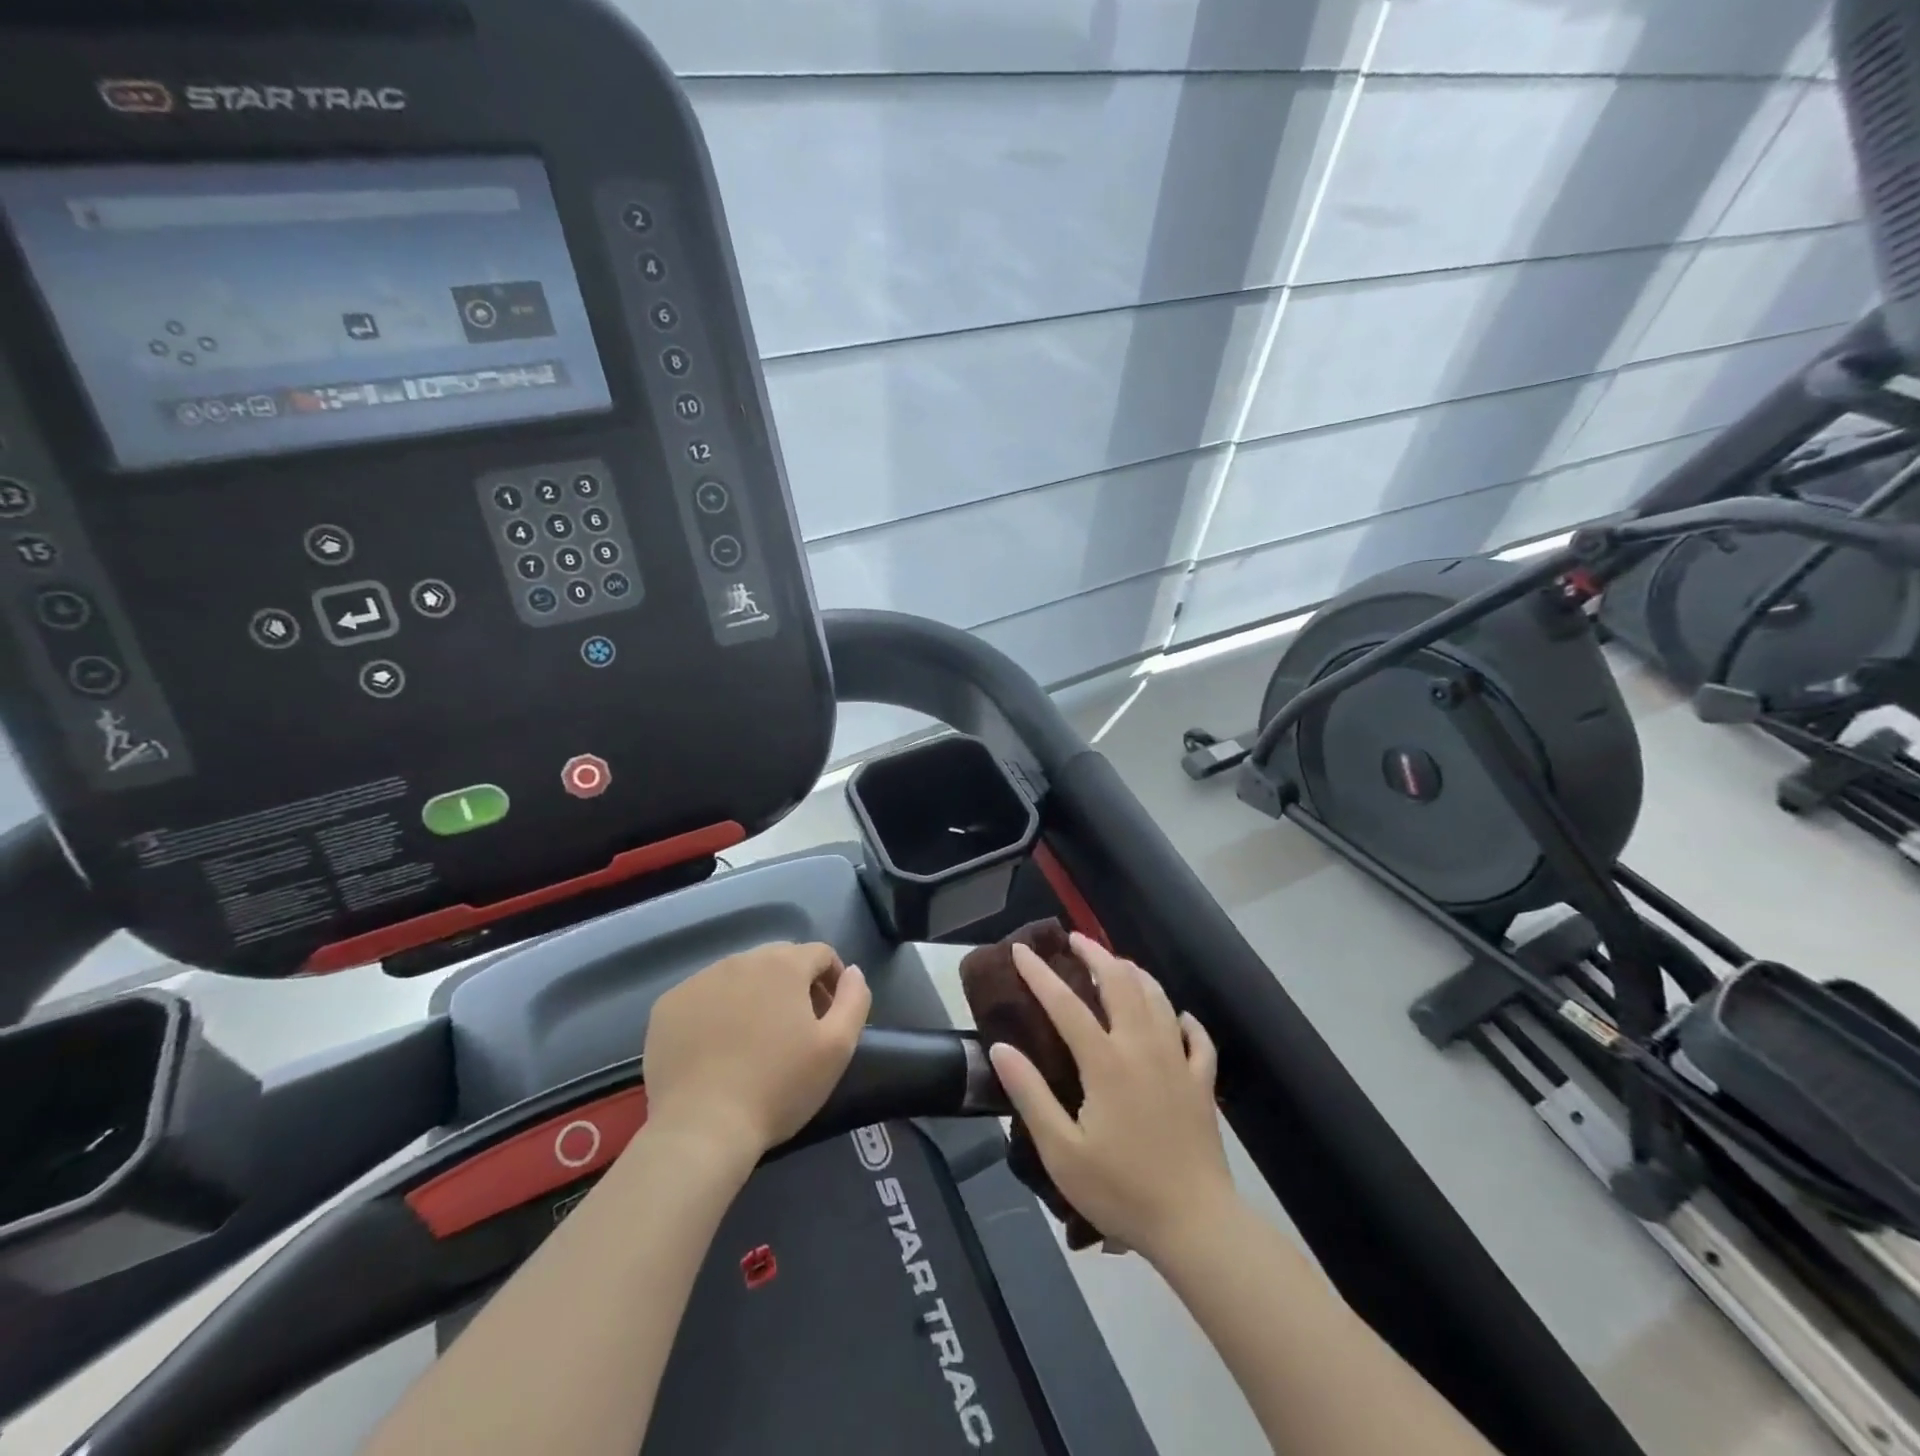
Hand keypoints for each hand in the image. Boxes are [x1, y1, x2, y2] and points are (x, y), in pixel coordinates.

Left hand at [642, 942, 870, 1161]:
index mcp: (784, 964)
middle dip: (794, 985)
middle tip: (796, 1028)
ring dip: (755, 995)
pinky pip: (704, 995)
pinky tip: (717, 1047)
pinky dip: (717, 1010)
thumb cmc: (778, 1087)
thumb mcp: (837, 1047)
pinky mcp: (668, 1006)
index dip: (833, 979)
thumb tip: (853, 972)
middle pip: (779, 959)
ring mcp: (699, 980)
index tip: (830, 1015)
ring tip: (755, 1039)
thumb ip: (854, 999)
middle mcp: (740, 960)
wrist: (701, 1129)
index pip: (820, 953)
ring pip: (739, 975)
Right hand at [989, 932, 1235, 1261]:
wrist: (1196, 1225)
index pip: (1066, 1004)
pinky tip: (1176, 1015)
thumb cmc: (1121, 1189)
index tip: (1021, 951)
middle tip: (1076, 940)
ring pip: (1158, 998)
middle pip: (1120, 983)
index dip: (1040, 974)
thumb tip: (1001, 1047)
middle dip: (1096, 954)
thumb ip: (1030, 1094)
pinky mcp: (1202, 1082)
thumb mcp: (1061, 1151)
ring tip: (1117, 963)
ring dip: (1135, 973)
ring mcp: (1178, 1061)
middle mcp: (1143, 1048)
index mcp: (1106, 1062)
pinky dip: (1183, 1017)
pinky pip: (1196, 1036)